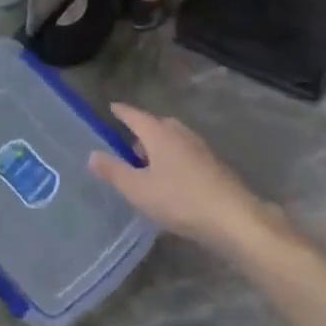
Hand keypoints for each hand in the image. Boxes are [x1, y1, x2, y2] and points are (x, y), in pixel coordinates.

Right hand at [89, 104, 281, 257]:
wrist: (233, 218)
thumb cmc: (179, 199)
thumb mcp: (138, 189)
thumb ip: (113, 171)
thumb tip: (92, 154)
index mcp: (159, 134)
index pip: (135, 116)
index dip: (122, 112)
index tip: (112, 107)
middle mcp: (180, 134)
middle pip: (157, 125)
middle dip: (142, 132)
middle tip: (128, 146)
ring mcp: (200, 148)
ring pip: (174, 139)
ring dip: (159, 147)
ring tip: (148, 166)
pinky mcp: (213, 165)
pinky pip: (186, 153)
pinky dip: (174, 159)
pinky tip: (171, 180)